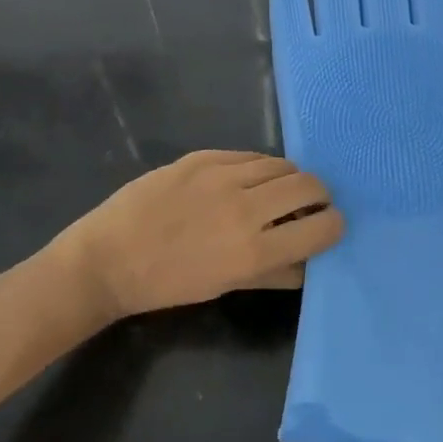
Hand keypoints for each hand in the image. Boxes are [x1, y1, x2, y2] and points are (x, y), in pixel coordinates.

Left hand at [57, 151, 343, 318]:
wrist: (108, 259)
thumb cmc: (168, 284)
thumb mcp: (225, 287)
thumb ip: (274, 273)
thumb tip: (310, 260)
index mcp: (254, 251)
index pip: (321, 227)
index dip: (334, 224)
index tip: (329, 226)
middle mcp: (245, 208)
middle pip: (309, 185)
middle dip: (318, 195)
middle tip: (309, 205)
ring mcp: (222, 176)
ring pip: (281, 164)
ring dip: (289, 178)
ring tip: (276, 191)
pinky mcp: (202, 157)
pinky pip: (248, 155)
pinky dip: (258, 168)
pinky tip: (246, 180)